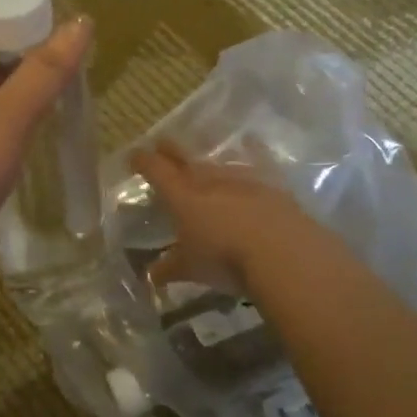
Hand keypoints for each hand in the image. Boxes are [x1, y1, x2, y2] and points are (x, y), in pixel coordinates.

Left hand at [0, 0, 92, 259]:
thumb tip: (81, 23)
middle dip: (19, 43)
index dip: (15, 10)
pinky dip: (0, 98)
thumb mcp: (10, 117)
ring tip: (52, 83)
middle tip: (61, 57)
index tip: (54, 27)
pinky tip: (27, 114)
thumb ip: (46, 70)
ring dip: (12, 74)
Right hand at [132, 142, 311, 295]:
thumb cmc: (225, 259)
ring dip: (208, 159)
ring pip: (219, 161)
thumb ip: (170, 268)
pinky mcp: (272, 184)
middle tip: (162, 142)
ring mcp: (242, 178)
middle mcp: (209, 180)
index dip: (144, 161)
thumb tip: (152, 275)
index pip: (156, 171)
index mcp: (182, 197)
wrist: (282, 251)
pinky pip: (257, 159)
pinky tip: (251, 142)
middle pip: (185, 158)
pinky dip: (252, 150)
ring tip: (202, 158)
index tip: (134, 155)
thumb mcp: (191, 269)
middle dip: (171, 151)